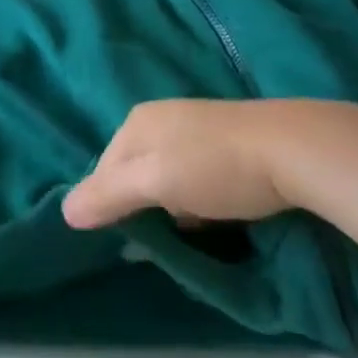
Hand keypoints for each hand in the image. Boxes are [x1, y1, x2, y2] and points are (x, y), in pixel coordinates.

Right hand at [63, 100, 309, 229]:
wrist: (292, 149)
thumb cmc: (214, 166)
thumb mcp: (155, 182)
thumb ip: (109, 195)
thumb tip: (64, 211)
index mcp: (137, 121)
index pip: (104, 168)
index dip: (110, 205)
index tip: (129, 240)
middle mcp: (160, 117)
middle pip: (134, 171)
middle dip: (143, 206)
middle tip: (162, 239)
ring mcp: (194, 127)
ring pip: (165, 176)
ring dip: (172, 206)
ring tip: (193, 231)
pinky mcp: (224, 141)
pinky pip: (193, 174)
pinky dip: (197, 198)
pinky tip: (216, 213)